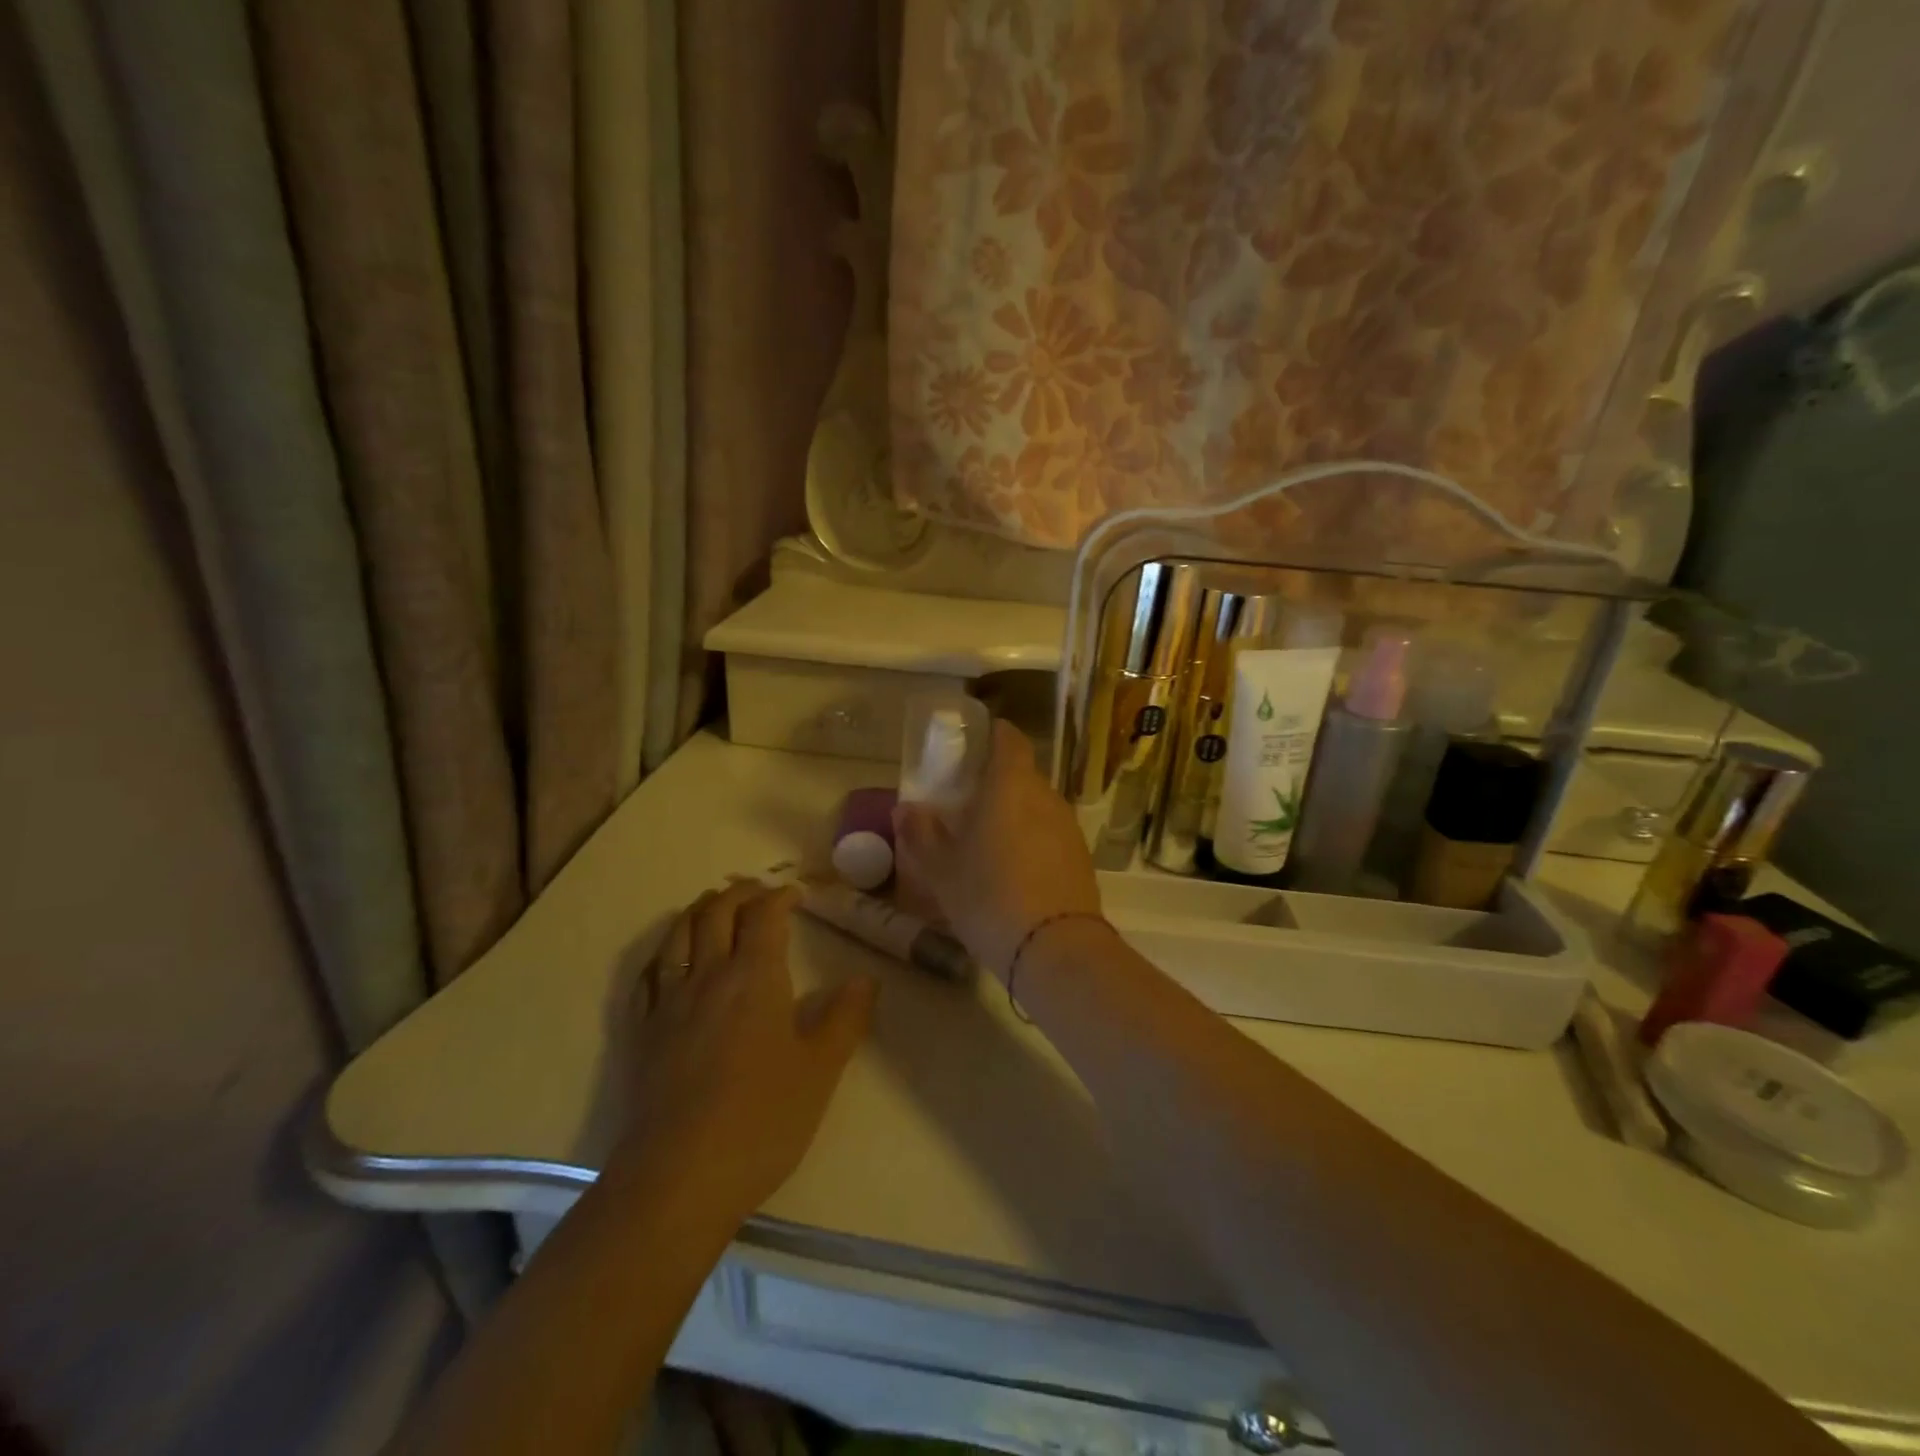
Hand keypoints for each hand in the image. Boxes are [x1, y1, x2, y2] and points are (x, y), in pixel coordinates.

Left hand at [613, 880, 876, 1219]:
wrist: (680, 1176)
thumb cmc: (762, 1118)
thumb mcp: (821, 1069)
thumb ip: (846, 1018)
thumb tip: (865, 980)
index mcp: (755, 977)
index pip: (764, 916)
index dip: (780, 897)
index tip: (795, 895)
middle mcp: (708, 976)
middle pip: (716, 913)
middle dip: (738, 893)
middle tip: (756, 890)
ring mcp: (669, 1003)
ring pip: (678, 935)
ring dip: (698, 911)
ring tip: (711, 905)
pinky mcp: (642, 1033)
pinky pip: (648, 975)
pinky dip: (664, 951)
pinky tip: (669, 958)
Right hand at [894, 719, 1102, 981]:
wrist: (1054, 948)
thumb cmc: (988, 896)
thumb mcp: (941, 869)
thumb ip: (921, 834)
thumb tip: (906, 809)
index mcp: (1010, 784)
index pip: (1009, 739)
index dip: (992, 735)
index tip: (973, 745)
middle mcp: (1045, 796)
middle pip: (1022, 775)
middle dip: (996, 783)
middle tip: (967, 805)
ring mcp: (1068, 827)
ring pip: (1037, 807)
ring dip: (1015, 815)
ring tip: (988, 843)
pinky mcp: (1081, 858)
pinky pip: (1050, 835)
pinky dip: (1032, 841)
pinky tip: (1014, 872)